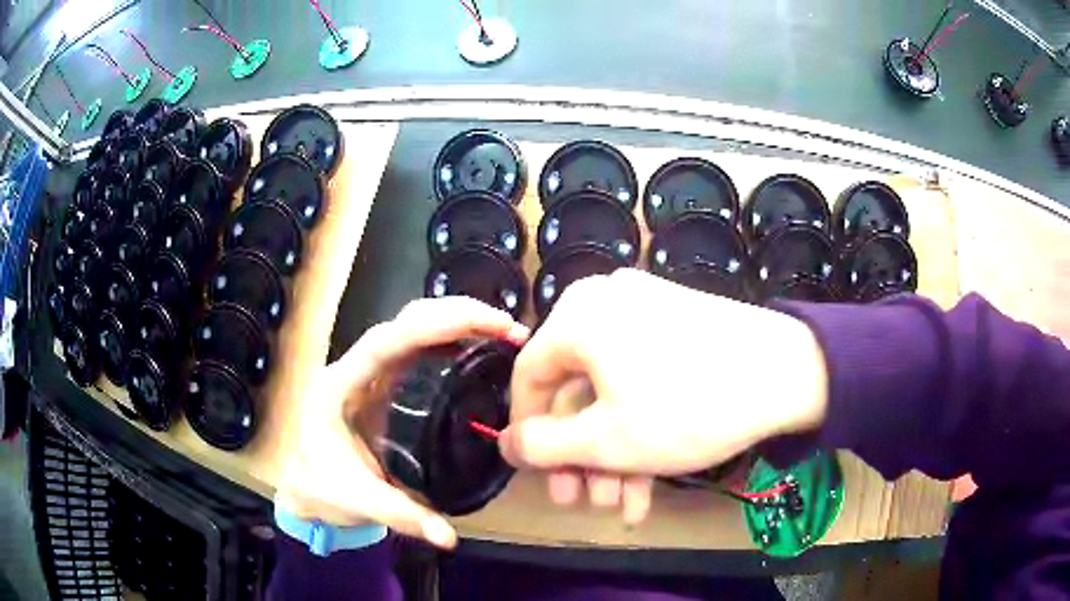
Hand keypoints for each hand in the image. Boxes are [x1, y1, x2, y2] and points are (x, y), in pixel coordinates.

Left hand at [275, 297, 528, 548]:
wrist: (304, 487)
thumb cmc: (319, 487)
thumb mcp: (357, 501)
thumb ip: (402, 517)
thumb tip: (449, 537)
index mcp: (340, 386)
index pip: (385, 342)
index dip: (432, 326)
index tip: (484, 324)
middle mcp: (356, 368)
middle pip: (405, 321)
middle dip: (456, 314)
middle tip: (508, 328)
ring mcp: (372, 374)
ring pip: (414, 328)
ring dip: (458, 322)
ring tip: (503, 333)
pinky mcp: (386, 384)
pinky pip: (421, 350)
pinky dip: (452, 342)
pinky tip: (480, 351)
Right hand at [499, 269, 827, 523]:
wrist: (789, 373)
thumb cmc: (688, 407)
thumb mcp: (605, 440)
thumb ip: (542, 447)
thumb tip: (505, 444)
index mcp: (578, 315)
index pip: (528, 377)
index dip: (527, 432)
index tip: (537, 473)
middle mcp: (607, 304)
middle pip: (575, 392)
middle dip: (580, 457)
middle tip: (583, 501)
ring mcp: (647, 312)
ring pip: (612, 394)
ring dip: (614, 454)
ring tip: (625, 503)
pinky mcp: (679, 327)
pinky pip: (643, 380)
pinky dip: (642, 428)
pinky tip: (652, 478)